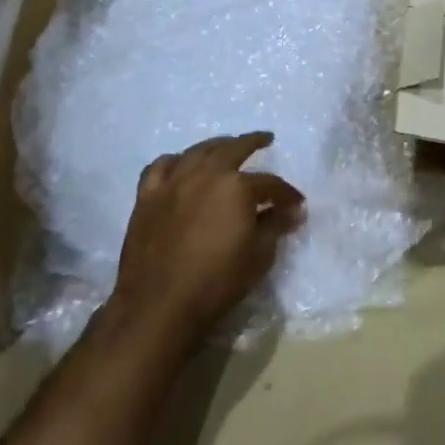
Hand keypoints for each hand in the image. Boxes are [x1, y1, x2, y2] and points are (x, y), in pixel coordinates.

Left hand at [111, 132, 303, 351]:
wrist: (159, 305)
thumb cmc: (216, 282)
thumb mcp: (259, 256)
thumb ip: (275, 226)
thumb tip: (292, 211)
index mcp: (237, 187)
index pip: (270, 184)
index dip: (287, 194)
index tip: (297, 204)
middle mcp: (205, 174)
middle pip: (233, 149)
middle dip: (253, 142)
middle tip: (266, 139)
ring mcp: (172, 183)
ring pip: (197, 152)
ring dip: (216, 145)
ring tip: (226, 145)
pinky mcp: (147, 197)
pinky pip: (160, 167)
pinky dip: (175, 161)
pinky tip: (181, 164)